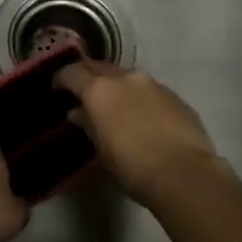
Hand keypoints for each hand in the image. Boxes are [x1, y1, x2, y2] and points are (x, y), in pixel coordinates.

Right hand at [54, 61, 223, 210]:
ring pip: (127, 77)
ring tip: (112, 104)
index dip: (62, 78)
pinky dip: (138, 97)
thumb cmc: (132, 166)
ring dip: (116, 86)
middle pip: (100, 67)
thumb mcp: (101, 149)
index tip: (57, 88)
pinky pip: (149, 90)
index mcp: (100, 89)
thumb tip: (77, 112)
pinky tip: (140, 115)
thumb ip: (88, 124)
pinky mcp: (175, 96)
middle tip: (81, 91)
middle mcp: (126, 78)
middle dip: (88, 76)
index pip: (73, 72)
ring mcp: (153, 84)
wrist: (185, 174)